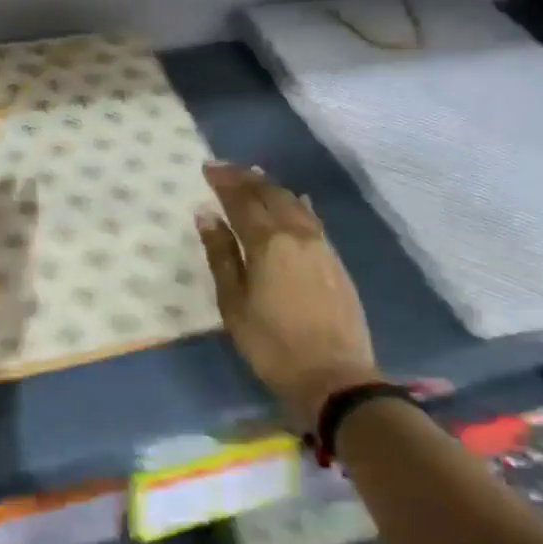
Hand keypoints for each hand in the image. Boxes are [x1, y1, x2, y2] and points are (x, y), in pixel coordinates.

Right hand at [197, 163, 378, 430]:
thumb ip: (221, 256)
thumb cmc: (272, 344)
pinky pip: (312, 219)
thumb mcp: (234, 304)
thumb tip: (207, 216)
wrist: (334, 376)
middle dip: (246, 178)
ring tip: (254, 177)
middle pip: (270, 195)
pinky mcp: (335, 260)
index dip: (224, 182)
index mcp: (268, 242)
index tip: (208, 167)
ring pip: (294, 203)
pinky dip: (297, 204)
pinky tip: (295, 201)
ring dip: (271, 187)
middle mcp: (297, 234)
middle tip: (226, 168)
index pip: (242, 201)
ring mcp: (321, 245)